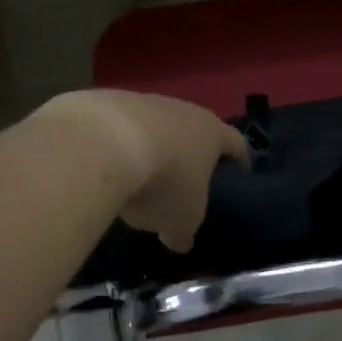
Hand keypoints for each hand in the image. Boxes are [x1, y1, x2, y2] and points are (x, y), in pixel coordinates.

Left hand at [36, 90, 248, 251]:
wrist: (101, 145)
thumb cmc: (162, 182)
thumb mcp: (181, 221)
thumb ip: (184, 230)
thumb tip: (180, 239)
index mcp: (211, 133)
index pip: (236, 144)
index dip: (240, 161)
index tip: (239, 176)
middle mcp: (182, 109)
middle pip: (192, 130)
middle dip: (188, 154)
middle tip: (183, 182)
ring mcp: (141, 100)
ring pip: (153, 126)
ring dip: (150, 148)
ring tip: (137, 178)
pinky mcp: (104, 101)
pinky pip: (116, 128)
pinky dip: (115, 145)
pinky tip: (103, 167)